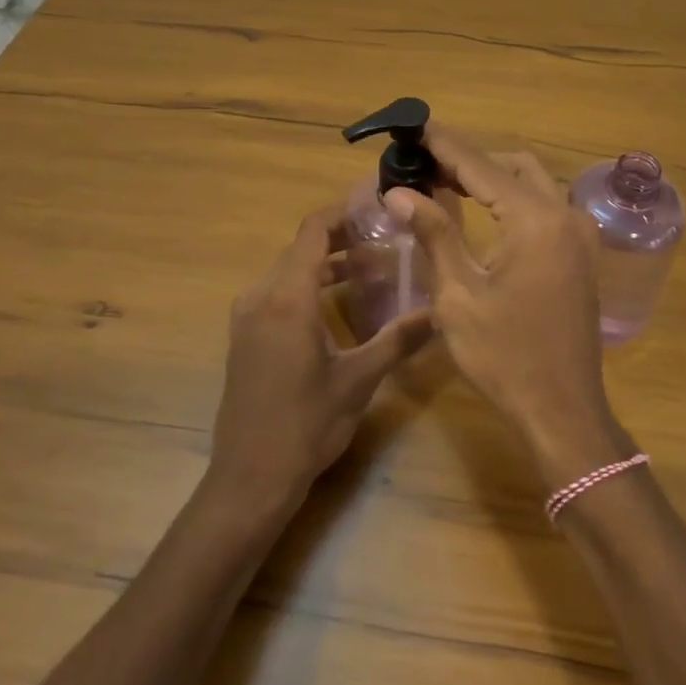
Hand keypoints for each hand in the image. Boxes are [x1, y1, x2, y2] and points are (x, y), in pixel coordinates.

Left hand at [208, 204, 430, 510]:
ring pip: (289, 270)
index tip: (376, 207)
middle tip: (384, 238)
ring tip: (369, 266)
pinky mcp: (245, 335)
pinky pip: (277, 292)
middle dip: (341, 237)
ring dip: (325, 262)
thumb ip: (398, 338)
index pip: (313, 230)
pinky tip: (337, 302)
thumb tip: (440, 311)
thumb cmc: (306, 425)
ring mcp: (247, 316)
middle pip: (301, 247)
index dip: (343, 212)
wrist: (249, 478)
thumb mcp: (359, 380)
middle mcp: (261, 296)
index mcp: (287, 297)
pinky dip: (308, 285)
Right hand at [386, 129, 632, 484]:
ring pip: (533, 182)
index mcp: (535, 220)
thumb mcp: (458, 295)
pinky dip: (513, 198)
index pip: (481, 167)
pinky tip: (483, 212)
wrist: (562, 410)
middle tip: (424, 165)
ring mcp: (580, 234)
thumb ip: (434, 234)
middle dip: (469, 160)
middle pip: (512, 165)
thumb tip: (399, 192)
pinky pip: (545, 206)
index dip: (445, 145)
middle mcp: (565, 214)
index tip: (415, 127)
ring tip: (446, 184)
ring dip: (493, 177)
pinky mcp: (582, 253)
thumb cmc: (504, 356)